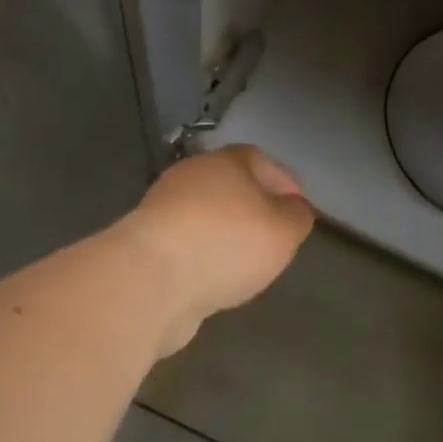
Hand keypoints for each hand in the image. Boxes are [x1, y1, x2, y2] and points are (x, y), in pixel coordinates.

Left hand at [126, 145, 316, 354]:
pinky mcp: (145, 245)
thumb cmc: (227, 243)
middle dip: (252, 209)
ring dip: (224, 235)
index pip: (261, 160)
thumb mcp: (284, 230)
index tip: (297, 209)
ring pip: (206, 216)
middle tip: (272, 237)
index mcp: (227, 162)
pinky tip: (213, 280)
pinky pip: (185, 245)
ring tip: (245, 265)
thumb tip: (294, 209)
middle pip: (230, 186)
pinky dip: (202, 257)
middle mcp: (192, 176)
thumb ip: (297, 216)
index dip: (283, 183)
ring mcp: (163, 210)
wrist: (149, 281)